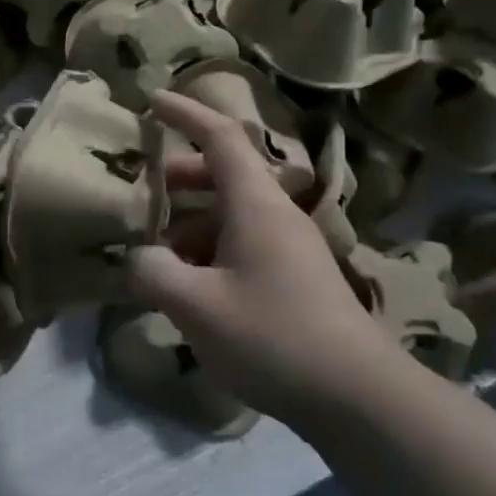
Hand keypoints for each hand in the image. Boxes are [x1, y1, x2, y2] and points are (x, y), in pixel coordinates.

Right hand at [127, 91, 397, 423]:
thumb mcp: (196, 304)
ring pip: (230, 214)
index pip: (221, 136)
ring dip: (190, 221)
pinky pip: (241, 245)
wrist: (357, 395)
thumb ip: (152, 271)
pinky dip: (208, 250)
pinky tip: (187, 287)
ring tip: (153, 250)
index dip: (185, 113)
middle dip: (178, 175)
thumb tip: (138, 257)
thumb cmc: (272, 335)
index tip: (150, 100)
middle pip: (224, 174)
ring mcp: (289, 247)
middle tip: (139, 190)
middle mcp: (275, 215)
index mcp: (255, 204)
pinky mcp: (294, 278)